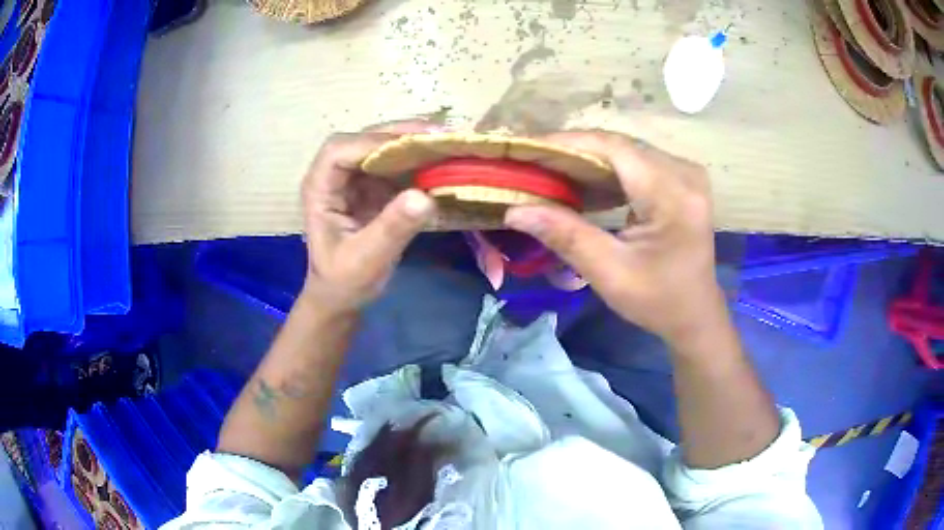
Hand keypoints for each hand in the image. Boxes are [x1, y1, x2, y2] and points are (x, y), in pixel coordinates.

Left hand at [300, 122, 437, 312]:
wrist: (341, 297)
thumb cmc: (344, 281)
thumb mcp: (367, 260)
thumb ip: (392, 228)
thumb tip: (425, 195)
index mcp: (319, 189)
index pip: (339, 151)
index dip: (374, 143)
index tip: (413, 145)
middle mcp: (333, 176)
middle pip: (362, 140)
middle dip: (398, 135)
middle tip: (439, 135)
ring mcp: (353, 179)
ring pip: (380, 147)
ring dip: (411, 143)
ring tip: (445, 144)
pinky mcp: (370, 186)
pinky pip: (393, 164)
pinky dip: (416, 160)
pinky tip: (439, 162)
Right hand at [504, 130, 724, 347]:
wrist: (695, 315)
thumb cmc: (658, 301)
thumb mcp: (610, 272)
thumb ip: (566, 235)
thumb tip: (515, 209)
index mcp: (673, 195)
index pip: (614, 148)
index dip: (568, 143)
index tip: (528, 148)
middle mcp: (685, 173)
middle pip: (620, 146)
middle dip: (574, 152)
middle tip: (533, 163)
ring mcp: (686, 174)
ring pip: (627, 152)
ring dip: (589, 160)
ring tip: (550, 172)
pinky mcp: (682, 180)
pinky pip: (638, 163)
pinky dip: (608, 171)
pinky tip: (584, 184)